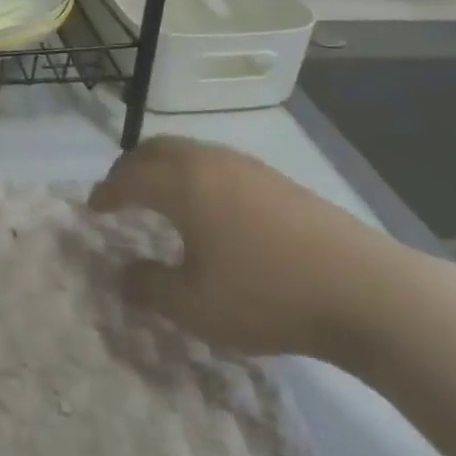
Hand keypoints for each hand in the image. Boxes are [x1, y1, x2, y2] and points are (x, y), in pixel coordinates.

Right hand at [88, 137, 405, 361]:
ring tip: (160, 200)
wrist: (362, 288)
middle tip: (119, 195)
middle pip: (156, 150)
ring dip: (164, 169)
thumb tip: (122, 274)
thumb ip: (149, 287)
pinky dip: (194, 176)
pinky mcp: (276, 179)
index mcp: (182, 184)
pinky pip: (216, 164)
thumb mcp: (194, 305)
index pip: (129, 176)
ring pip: (189, 153)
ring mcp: (247, 166)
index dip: (106, 192)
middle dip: (131, 169)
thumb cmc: (266, 294)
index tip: (92, 209)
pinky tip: (209, 209)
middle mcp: (209, 162)